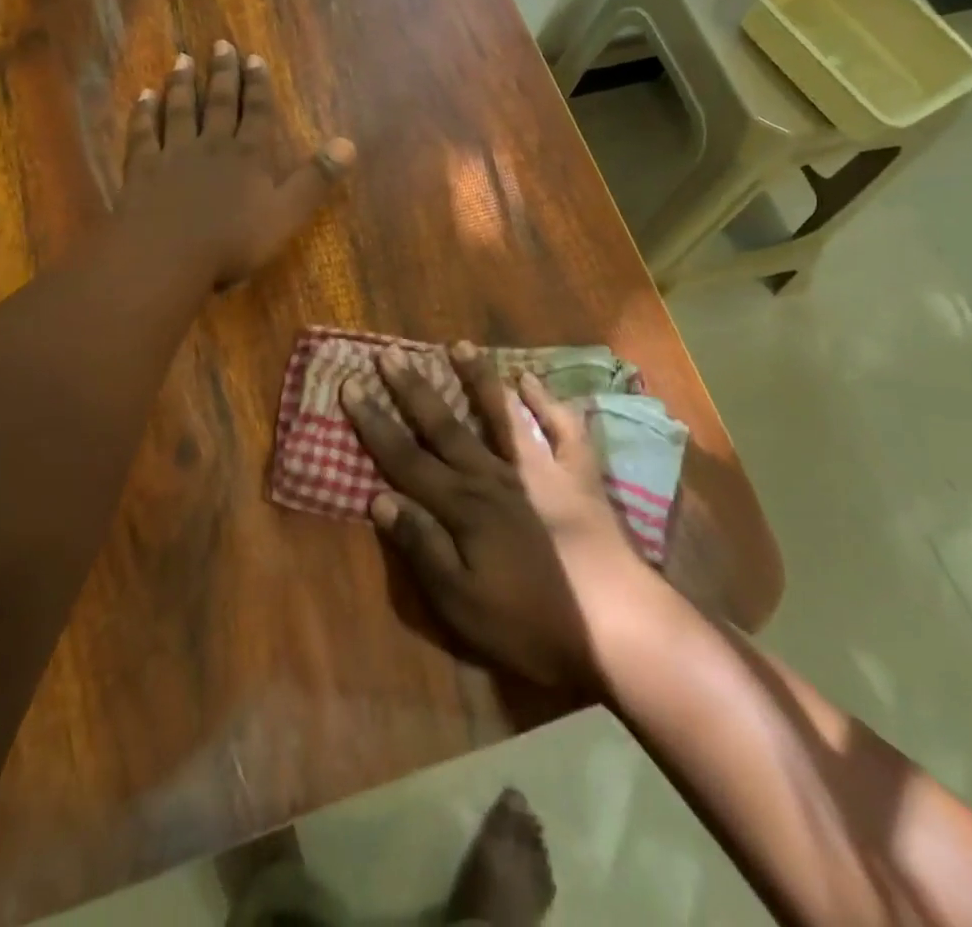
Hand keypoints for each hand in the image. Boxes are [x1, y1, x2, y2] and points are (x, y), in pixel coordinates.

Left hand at [118, 41, 355, 288]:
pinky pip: (143, 134)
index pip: (256, 112)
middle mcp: (211, 145)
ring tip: (183, 60)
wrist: (168, 256)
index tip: (254, 58)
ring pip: (179, 111)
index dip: (257, 85)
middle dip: (222, 74)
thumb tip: (348, 144)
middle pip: (218, 103)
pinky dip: (144, 113)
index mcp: (248, 155)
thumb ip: (316, 179)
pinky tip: (143, 97)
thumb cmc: (233, 241)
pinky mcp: (142, 169)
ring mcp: (172, 154)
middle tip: (220, 45)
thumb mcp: (287, 214)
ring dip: (182, 85)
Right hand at [341, 343, 657, 688]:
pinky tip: (532, 379)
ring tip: (458, 344)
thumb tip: (379, 498)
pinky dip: (547, 402)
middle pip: (445, 425)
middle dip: (412, 388)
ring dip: (478, 378)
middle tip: (388, 353)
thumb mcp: (462, 602)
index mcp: (463, 506)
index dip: (374, 422)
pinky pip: (562, 429)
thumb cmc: (533, 623)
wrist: (620, 627)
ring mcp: (541, 470)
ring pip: (502, 414)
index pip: (405, 457)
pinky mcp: (579, 477)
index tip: (351, 386)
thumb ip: (422, 546)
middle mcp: (495, 475)